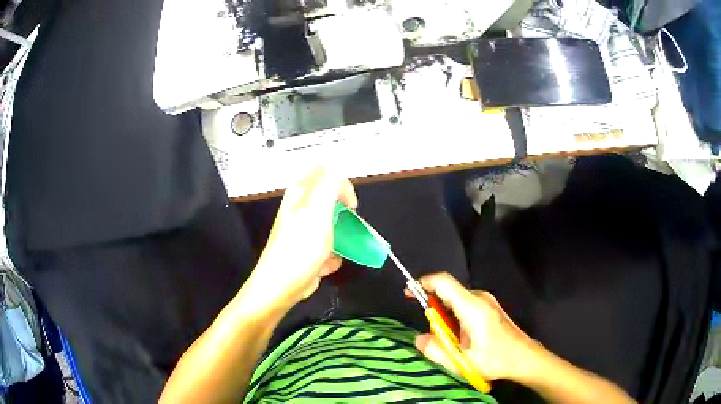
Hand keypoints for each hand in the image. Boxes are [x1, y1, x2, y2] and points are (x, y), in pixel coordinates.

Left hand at [245, 167, 357, 311]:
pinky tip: (324, 264)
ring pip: (330, 226)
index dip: (343, 187)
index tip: (352, 208)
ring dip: (337, 239)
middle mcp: (299, 209)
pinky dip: (330, 255)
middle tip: (345, 228)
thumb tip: (338, 166)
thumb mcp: (318, 211)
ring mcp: (301, 230)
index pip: (325, 174)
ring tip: (333, 250)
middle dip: (341, 216)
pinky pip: (326, 246)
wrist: (281, 286)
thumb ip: (330, 185)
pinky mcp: (304, 250)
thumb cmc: (300, 248)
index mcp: (300, 194)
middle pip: (329, 201)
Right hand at [413, 272, 542, 382]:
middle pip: (448, 293)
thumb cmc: (496, 360)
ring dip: (446, 318)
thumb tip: (419, 338)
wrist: (525, 358)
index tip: (409, 293)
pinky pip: (465, 306)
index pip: (443, 282)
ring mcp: (487, 302)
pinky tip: (463, 340)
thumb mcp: (461, 362)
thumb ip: (435, 350)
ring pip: (456, 301)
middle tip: (437, 337)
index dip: (423, 283)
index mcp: (472, 307)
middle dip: (435, 311)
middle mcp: (480, 298)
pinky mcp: (490, 308)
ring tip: (453, 344)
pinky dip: (456, 319)